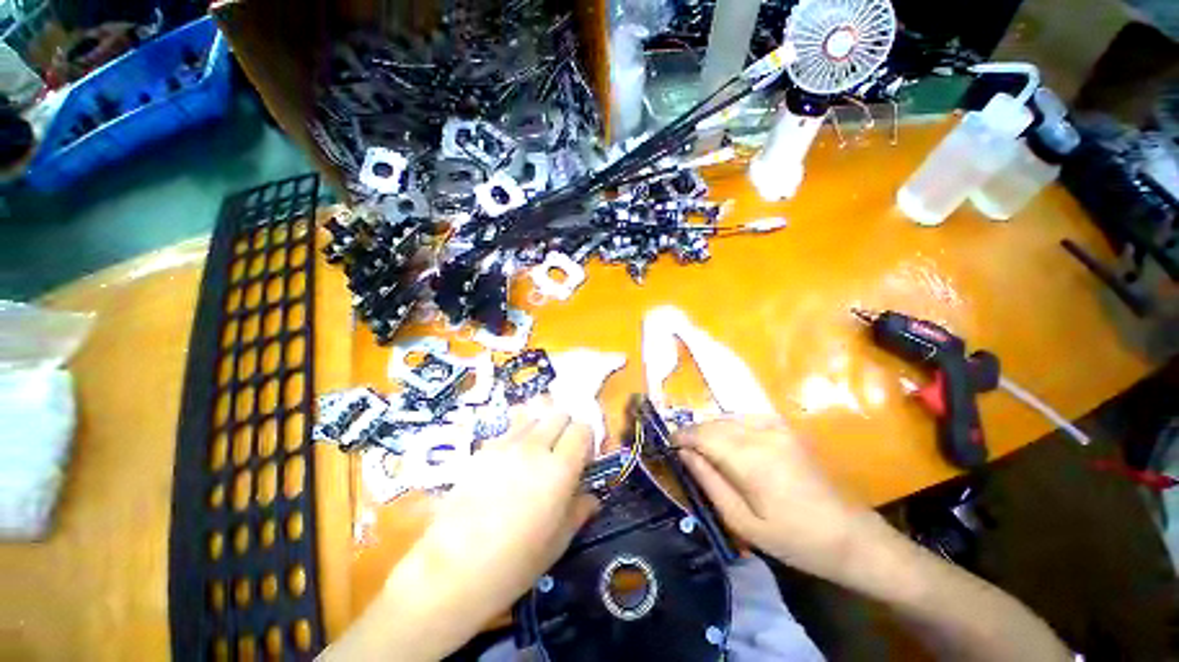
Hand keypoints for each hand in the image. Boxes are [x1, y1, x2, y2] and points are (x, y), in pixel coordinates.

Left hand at [379, 409, 598, 656]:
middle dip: (566, 427)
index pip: (583, 428)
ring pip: (534, 415)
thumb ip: (579, 510)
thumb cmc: (514, 564)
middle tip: (561, 453)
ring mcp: (506, 445)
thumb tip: (591, 497)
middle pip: (559, 413)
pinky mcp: (483, 450)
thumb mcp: (558, 542)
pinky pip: (509, 430)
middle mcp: (535, 447)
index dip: (587, 440)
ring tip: (536, 454)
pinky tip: (509, 465)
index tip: (583, 459)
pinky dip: (518, 437)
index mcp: (559, 468)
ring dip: (541, 428)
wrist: (452, 570)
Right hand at [676, 417, 879, 581]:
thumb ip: (709, 482)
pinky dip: (729, 425)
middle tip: (682, 448)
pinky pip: (746, 417)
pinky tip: (729, 441)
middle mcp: (762, 434)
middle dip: (693, 432)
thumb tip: (684, 454)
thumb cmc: (794, 539)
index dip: (681, 436)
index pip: (703, 435)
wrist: (850, 536)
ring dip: (710, 428)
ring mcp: (777, 427)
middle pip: (714, 423)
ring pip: (728, 417)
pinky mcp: (786, 428)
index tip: (668, 443)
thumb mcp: (743, 522)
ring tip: (702, 447)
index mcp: (751, 459)